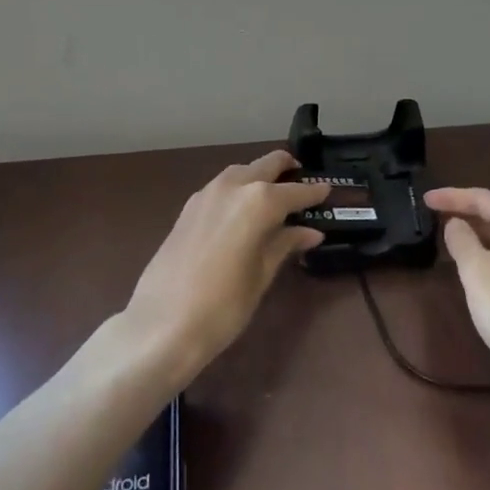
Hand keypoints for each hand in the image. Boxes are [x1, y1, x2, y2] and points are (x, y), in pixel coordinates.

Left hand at [121, 150, 329, 376]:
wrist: (162, 324)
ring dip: (260, 176)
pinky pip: (222, 186)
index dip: (314, 193)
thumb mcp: (262, 275)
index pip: (296, 192)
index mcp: (259, 201)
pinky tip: (242, 211)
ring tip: (275, 197)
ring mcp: (206, 194)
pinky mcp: (188, 208)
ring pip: (242, 171)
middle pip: (267, 165)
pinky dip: (238, 189)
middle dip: (288, 170)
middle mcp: (233, 186)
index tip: (328, 192)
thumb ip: (285, 244)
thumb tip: (310, 232)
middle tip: (303, 185)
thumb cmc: (223, 305)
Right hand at [424, 187, 489, 378]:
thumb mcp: (474, 271)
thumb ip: (461, 240)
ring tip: (460, 235)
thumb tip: (456, 223)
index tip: (425, 200)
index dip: (452, 196)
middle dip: (471, 207)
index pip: (482, 197)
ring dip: (485, 228)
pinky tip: (485, 263)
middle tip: (443, 211)